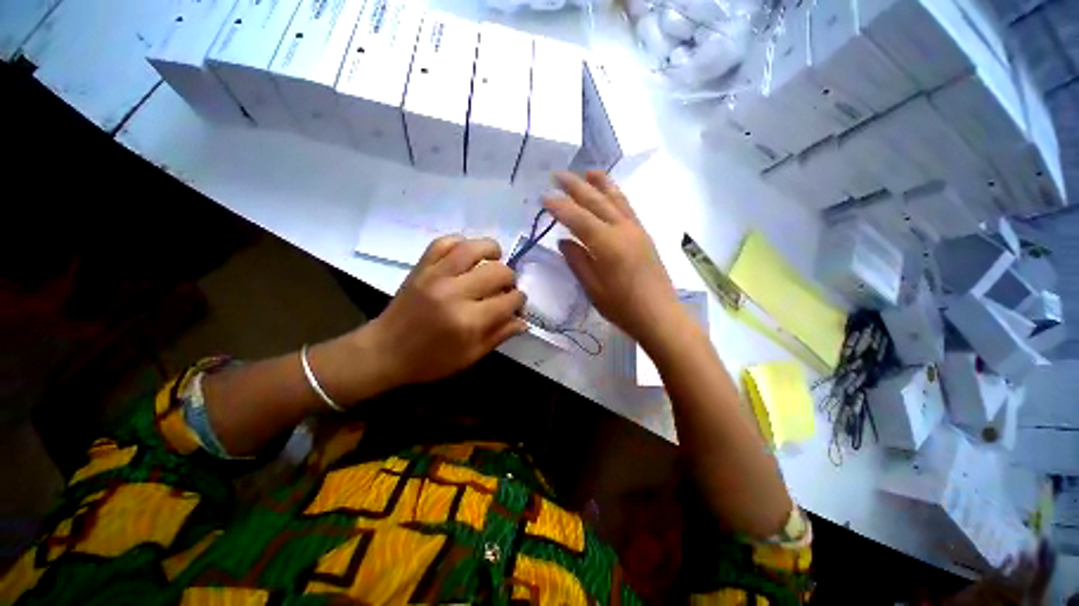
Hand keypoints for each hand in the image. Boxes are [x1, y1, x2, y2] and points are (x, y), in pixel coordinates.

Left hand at [364, 236, 527, 387]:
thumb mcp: (470, 356)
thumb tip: (524, 320)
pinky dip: (461, 243)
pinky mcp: (421, 266)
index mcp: (468, 321)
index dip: (519, 301)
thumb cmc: (430, 361)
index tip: (516, 305)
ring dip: (492, 251)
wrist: (384, 351)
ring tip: (494, 260)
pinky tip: (467, 255)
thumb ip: (500, 335)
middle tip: (504, 288)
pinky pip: (444, 242)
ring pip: (474, 248)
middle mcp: (454, 293)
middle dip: (510, 279)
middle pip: (498, 271)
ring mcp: (435, 275)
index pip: (509, 301)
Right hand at [545, 171, 680, 346]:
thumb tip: (564, 241)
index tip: (543, 197)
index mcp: (606, 244)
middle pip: (596, 201)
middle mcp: (622, 229)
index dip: (559, 206)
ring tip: (587, 171)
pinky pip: (627, 207)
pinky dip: (616, 194)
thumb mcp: (593, 288)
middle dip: (575, 186)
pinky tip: (610, 192)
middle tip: (558, 175)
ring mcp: (636, 229)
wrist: (660, 315)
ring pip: (616, 198)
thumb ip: (577, 261)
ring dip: (600, 183)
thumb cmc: (622, 307)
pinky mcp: (644, 234)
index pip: (577, 217)